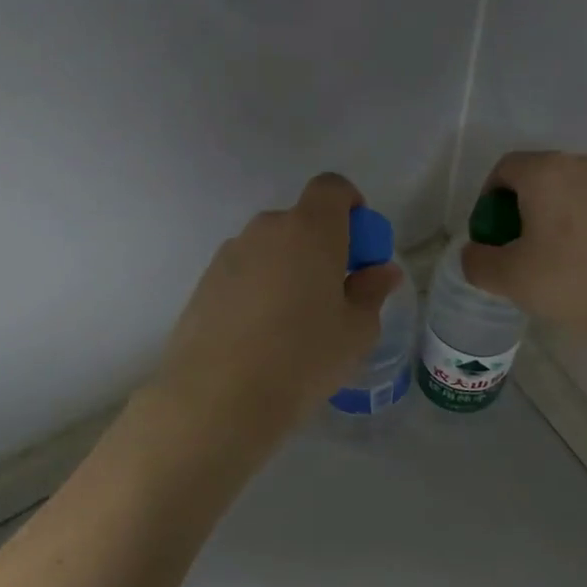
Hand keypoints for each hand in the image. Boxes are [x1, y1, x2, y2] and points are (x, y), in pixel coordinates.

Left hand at [153, 173, 402, 443]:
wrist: (218, 399)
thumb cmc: (303, 359)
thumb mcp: (356, 331)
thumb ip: (372, 292)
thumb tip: (381, 271)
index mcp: (310, 230)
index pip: (331, 187)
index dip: (350, 205)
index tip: (359, 245)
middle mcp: (266, 230)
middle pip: (301, 221)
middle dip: (322, 246)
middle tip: (333, 293)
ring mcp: (230, 254)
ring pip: (271, 248)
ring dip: (289, 268)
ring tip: (295, 322)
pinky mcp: (204, 283)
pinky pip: (245, 272)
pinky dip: (260, 288)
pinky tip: (262, 336)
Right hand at [462, 151, 586, 368]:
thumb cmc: (577, 282)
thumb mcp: (511, 280)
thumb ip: (479, 262)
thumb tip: (475, 253)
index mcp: (548, 172)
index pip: (506, 169)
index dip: (489, 200)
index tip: (492, 236)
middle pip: (544, 179)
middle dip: (527, 211)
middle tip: (524, 253)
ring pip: (580, 195)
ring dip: (564, 220)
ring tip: (566, 264)